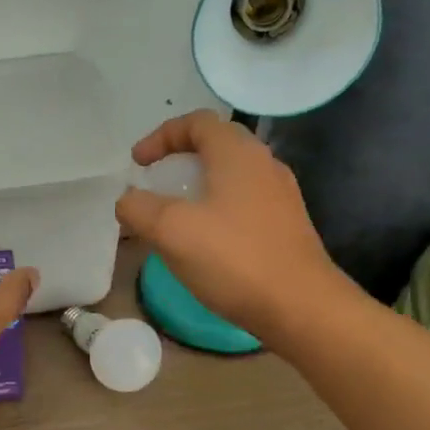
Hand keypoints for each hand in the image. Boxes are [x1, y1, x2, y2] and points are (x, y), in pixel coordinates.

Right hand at [115, 111, 351, 345]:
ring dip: (198, 186)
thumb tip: (128, 200)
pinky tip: (204, 241)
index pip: (197, 122)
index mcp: (237, 154)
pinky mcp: (286, 226)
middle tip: (155, 182)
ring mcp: (280, 196)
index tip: (137, 163)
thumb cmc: (233, 259)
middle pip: (216, 145)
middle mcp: (264, 164)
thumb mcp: (170, 230)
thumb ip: (138, 208)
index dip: (161, 136)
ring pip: (231, 175)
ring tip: (174, 214)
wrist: (301, 307)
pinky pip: (243, 202)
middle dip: (179, 158)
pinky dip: (216, 208)